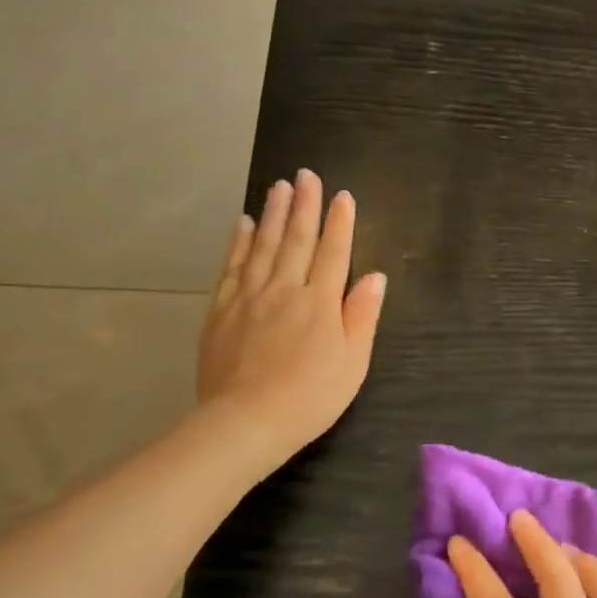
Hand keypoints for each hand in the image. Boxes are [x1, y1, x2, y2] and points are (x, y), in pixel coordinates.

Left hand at [197, 170, 386, 464]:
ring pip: (262, 245)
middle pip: (296, 239)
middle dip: (303, 205)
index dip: (340, 223)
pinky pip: (232, 266)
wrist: (245, 422)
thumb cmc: (309, 399)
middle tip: (305, 175)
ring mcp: (249, 297)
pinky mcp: (221, 309)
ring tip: (278, 186)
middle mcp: (285, 289)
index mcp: (320, 303)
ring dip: (272, 213)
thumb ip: (362, 316)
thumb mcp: (352, 364)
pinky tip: (242, 224)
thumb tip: (375, 276)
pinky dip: (238, 242)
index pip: (333, 253)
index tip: (342, 196)